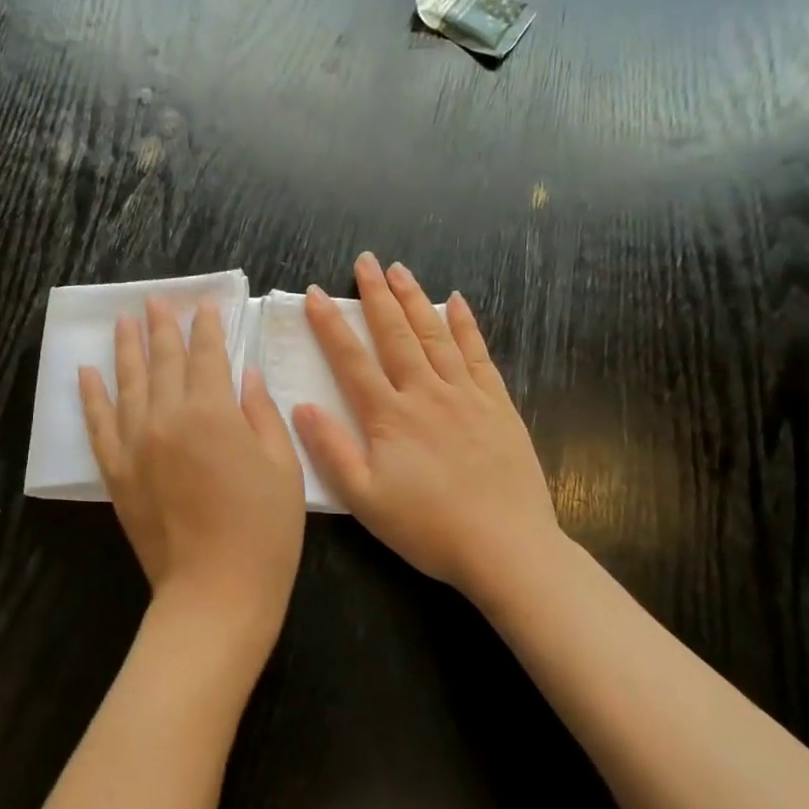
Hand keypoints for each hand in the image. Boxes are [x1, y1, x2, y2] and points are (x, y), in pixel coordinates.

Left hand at [80, 298, 306, 667]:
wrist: (215, 592)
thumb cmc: (264, 531)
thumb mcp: (283, 467)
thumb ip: (262, 413)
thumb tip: (245, 375)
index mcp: (213, 412)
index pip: (207, 356)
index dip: (207, 328)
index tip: (204, 306)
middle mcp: (166, 418)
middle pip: (163, 361)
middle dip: (162, 327)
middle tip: (156, 301)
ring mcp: (134, 444)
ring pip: (127, 383)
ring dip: (126, 349)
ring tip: (123, 322)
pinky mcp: (116, 472)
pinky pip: (98, 424)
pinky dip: (91, 396)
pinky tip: (86, 373)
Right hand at [292, 253, 563, 611]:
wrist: (506, 547)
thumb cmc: (428, 528)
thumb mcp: (364, 499)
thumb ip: (331, 450)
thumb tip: (302, 406)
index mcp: (390, 416)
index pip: (352, 360)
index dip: (330, 325)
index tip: (315, 294)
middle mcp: (426, 393)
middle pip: (396, 334)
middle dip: (377, 295)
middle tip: (365, 261)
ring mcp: (466, 396)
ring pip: (435, 336)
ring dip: (415, 300)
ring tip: (401, 270)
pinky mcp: (497, 405)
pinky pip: (479, 355)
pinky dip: (466, 325)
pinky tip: (457, 303)